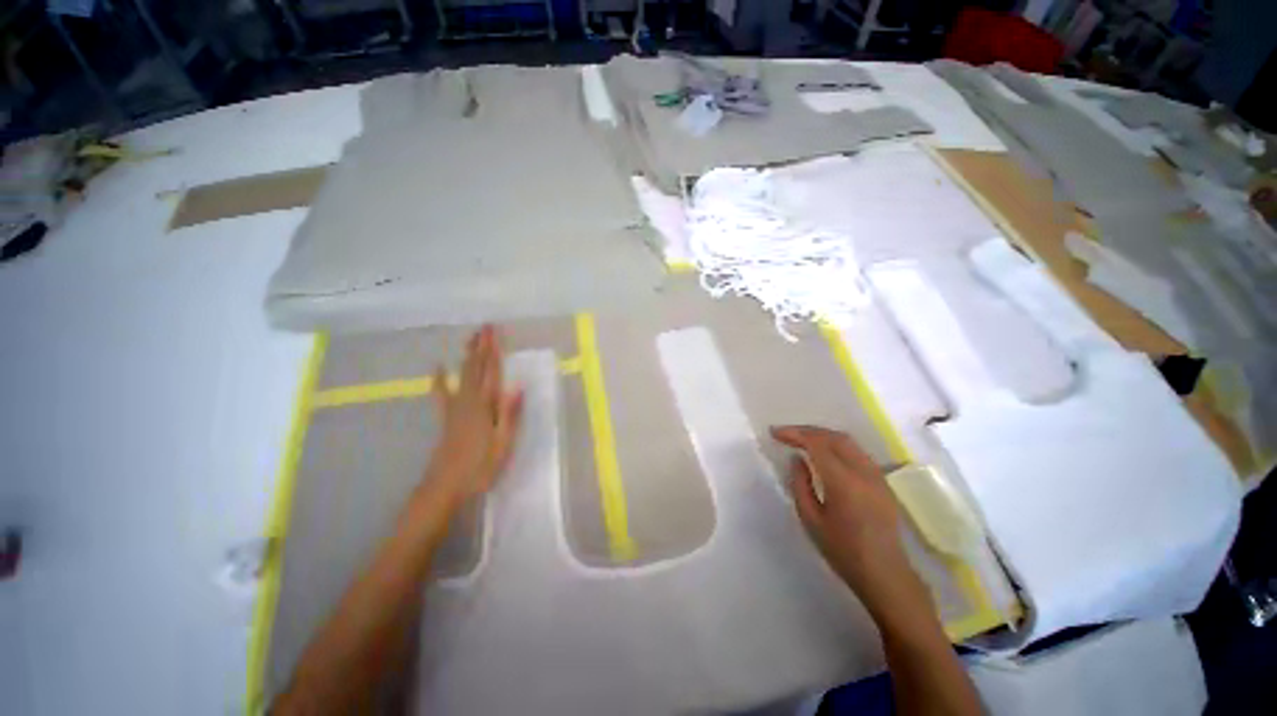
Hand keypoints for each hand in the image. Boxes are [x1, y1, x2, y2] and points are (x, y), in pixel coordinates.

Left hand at [426, 325, 523, 502]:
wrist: (445, 487)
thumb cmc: (479, 467)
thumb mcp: (503, 443)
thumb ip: (510, 414)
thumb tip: (518, 385)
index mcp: (484, 406)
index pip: (491, 372)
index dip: (493, 351)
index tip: (494, 332)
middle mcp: (468, 401)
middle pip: (476, 368)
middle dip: (481, 346)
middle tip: (485, 326)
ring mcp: (455, 408)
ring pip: (462, 375)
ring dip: (468, 355)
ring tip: (471, 338)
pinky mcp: (446, 417)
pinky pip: (442, 393)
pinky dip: (439, 379)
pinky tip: (437, 367)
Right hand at [772, 425, 931, 626]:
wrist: (885, 574)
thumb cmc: (843, 551)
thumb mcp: (811, 520)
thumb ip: (800, 484)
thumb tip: (796, 459)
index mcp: (844, 482)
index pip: (817, 444)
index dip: (794, 434)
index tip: (774, 432)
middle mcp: (863, 472)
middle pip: (834, 437)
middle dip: (807, 430)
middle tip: (786, 433)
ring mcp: (876, 475)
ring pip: (847, 441)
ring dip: (822, 435)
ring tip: (801, 438)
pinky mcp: (882, 481)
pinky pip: (856, 451)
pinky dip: (836, 444)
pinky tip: (824, 452)